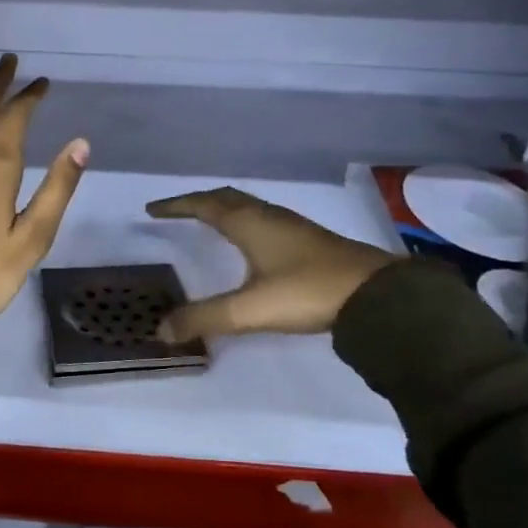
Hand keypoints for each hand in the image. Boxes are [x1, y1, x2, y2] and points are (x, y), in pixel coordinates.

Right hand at [144, 187, 398, 339]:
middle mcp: (268, 216)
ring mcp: (291, 226)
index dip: (176, 206)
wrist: (375, 293)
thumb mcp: (250, 309)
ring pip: (248, 207)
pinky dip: (244, 221)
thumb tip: (161, 329)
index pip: (204, 205)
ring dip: (223, 209)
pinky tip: (252, 242)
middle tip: (177, 210)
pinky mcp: (308, 240)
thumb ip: (205, 318)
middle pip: (226, 198)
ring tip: (208, 221)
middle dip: (198, 201)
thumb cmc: (307, 291)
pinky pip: (264, 218)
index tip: (152, 209)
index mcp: (249, 223)